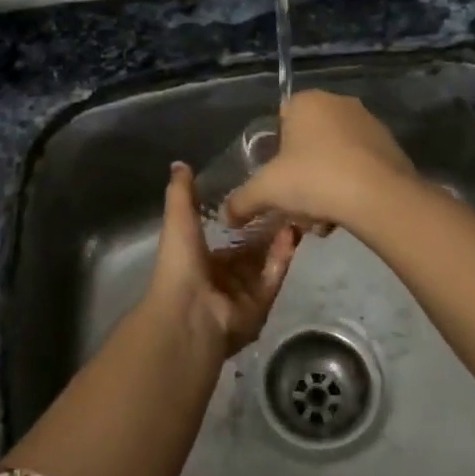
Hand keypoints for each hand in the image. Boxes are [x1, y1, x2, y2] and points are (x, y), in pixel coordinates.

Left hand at [149, 162, 298, 357]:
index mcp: (201, 259)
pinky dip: (282, 256)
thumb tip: (180, 163)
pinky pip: (274, 276)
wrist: (188, 312)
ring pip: (266, 261)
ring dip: (279, 239)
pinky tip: (293, 232)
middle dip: (267, 228)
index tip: (260, 193)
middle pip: (251, 249)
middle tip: (287, 200)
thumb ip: (182, 193)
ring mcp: (243, 293)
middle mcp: (223, 277)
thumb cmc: (180, 263)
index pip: (227, 236)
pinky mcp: (261, 305)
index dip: (243, 217)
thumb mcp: (178, 219)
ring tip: (296, 211)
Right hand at [224, 90, 416, 237]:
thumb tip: (226, 215)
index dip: (276, 152)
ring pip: (335, 155)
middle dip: (302, 172)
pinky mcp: (391, 146)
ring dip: (326, 183)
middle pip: (309, 140)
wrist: (379, 196)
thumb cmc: (314, 179)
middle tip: (298, 203)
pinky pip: (360, 165)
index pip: (281, 119)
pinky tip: (346, 212)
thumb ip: (242, 201)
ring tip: (323, 217)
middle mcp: (339, 102)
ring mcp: (369, 122)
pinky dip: (351, 185)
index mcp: (307, 101)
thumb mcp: (267, 191)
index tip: (278, 180)